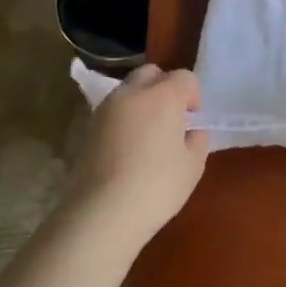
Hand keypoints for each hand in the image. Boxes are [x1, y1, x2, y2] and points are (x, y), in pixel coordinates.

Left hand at [62, 65, 208, 253]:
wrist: (101, 213)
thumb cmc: (156, 187)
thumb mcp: (193, 166)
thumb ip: (197, 141)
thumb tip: (191, 132)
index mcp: (163, 96)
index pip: (184, 77)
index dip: (193, 96)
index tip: (193, 119)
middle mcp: (132, 93)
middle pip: (152, 73)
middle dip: (165, 87)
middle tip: (172, 118)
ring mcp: (106, 109)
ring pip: (129, 90)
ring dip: (143, 101)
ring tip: (149, 134)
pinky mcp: (88, 127)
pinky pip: (113, 110)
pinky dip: (125, 118)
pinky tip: (129, 147)